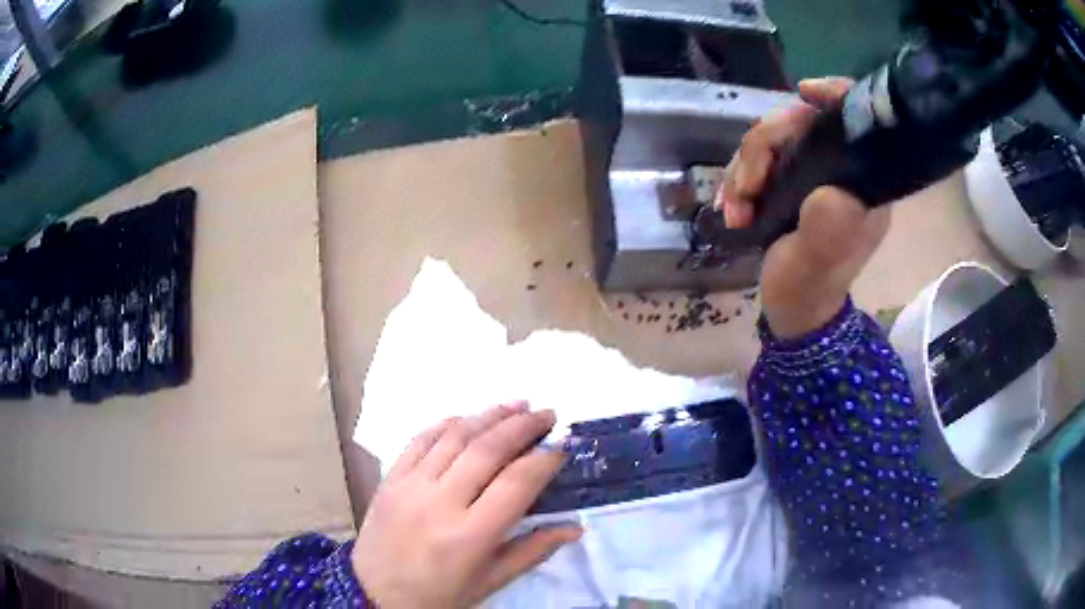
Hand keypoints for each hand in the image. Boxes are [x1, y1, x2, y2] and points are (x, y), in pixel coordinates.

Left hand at [352, 404, 580, 608]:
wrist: (374, 594)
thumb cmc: (439, 595)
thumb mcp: (489, 582)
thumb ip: (533, 551)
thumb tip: (575, 528)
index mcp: (470, 535)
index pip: (516, 484)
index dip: (544, 460)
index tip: (562, 447)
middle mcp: (440, 502)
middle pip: (487, 450)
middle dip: (522, 426)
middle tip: (547, 414)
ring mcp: (411, 485)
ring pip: (455, 436)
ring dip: (489, 415)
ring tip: (516, 404)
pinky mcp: (391, 478)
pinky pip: (420, 439)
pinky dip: (447, 423)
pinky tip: (468, 417)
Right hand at [717, 78, 891, 338]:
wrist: (793, 310)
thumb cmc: (811, 287)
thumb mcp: (820, 261)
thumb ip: (829, 226)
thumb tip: (828, 189)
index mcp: (860, 181)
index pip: (856, 119)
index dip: (833, 95)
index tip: (803, 92)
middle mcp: (837, 168)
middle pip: (798, 122)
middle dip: (763, 148)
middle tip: (745, 188)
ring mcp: (809, 173)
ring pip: (770, 140)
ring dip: (743, 170)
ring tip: (735, 210)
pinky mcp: (786, 182)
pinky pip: (756, 160)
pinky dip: (737, 181)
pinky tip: (731, 208)